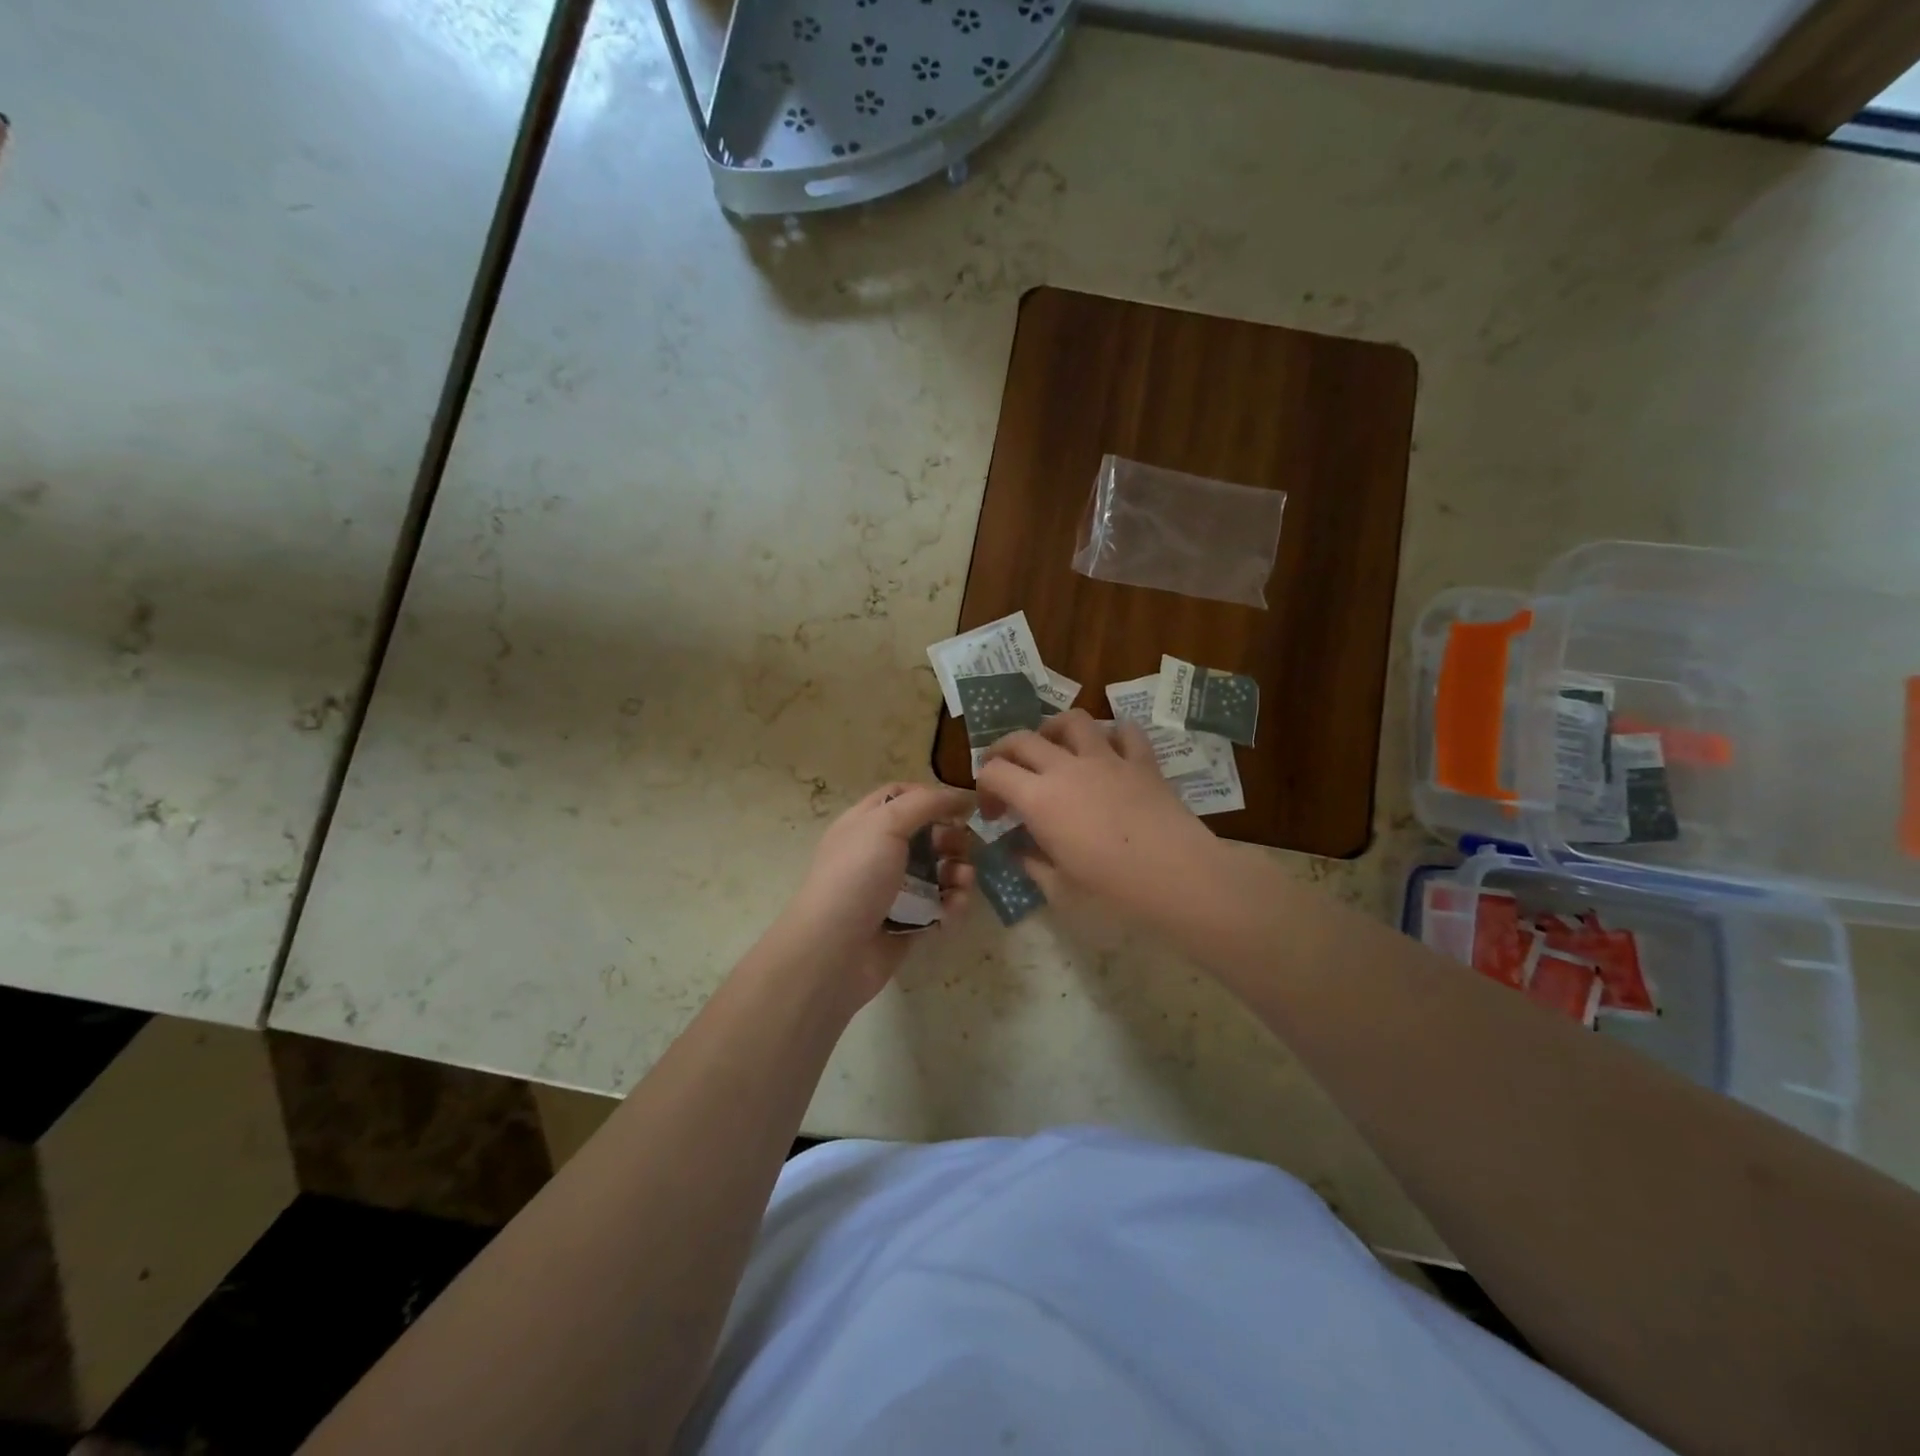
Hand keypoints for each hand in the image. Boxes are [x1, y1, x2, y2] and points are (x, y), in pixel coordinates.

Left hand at [780, 782, 975, 1002]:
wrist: (834, 952)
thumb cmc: (856, 878)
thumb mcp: (885, 825)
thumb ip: (924, 803)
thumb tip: (959, 795)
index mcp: (865, 824)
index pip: (900, 797)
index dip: (930, 797)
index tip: (960, 805)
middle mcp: (879, 854)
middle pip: (926, 835)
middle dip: (952, 838)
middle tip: (964, 847)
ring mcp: (894, 890)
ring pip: (938, 872)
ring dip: (958, 872)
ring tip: (963, 882)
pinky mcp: (909, 923)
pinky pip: (940, 906)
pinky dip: (953, 904)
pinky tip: (954, 907)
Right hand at [975, 710, 1224, 927]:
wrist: (1180, 879)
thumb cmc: (1114, 893)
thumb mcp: (1061, 891)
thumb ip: (1033, 865)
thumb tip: (1021, 850)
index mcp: (1039, 800)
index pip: (993, 773)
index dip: (983, 789)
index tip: (994, 816)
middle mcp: (1067, 769)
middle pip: (1022, 739)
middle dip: (1003, 752)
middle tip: (1007, 776)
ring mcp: (1108, 759)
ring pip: (1072, 721)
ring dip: (1054, 730)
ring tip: (1054, 750)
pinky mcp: (1143, 762)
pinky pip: (1126, 732)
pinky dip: (1113, 735)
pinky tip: (1110, 751)